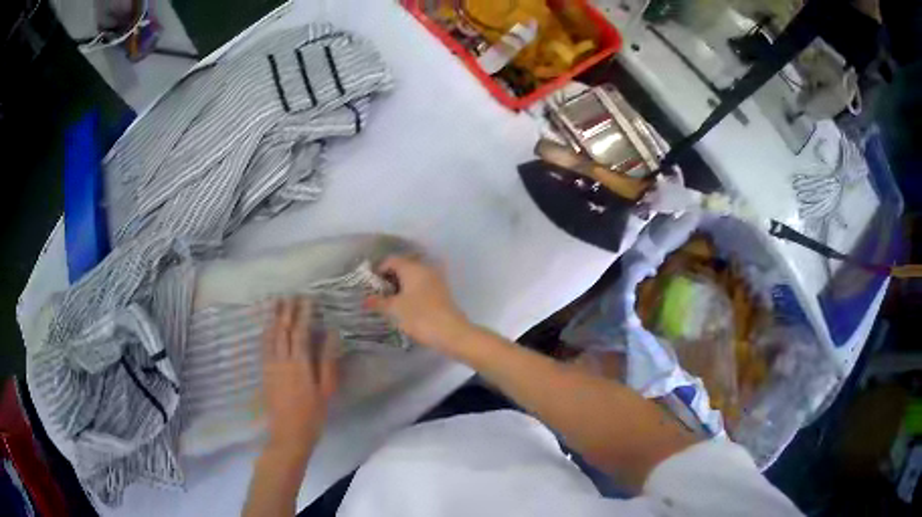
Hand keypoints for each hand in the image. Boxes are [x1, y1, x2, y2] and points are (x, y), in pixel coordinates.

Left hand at [261, 298, 337, 455]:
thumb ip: (327, 361)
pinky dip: (265, 332)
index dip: (304, 314)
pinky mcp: (264, 373)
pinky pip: (263, 346)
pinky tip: (266, 326)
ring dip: (273, 317)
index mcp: (300, 364)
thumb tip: (332, 334)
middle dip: (287, 311)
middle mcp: (282, 360)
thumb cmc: (313, 415)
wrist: (289, 434)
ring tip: (276, 302)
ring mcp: (271, 366)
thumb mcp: (326, 390)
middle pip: (283, 330)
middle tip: (290, 294)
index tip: (308, 298)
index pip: (301, 332)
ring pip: (271, 336)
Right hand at [365, 255, 474, 355]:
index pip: (391, 260)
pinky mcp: (441, 293)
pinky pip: (421, 286)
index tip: (369, 285)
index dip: (378, 270)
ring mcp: (436, 280)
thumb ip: (378, 302)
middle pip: (403, 267)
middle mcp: (425, 269)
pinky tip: (405, 307)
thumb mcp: (394, 309)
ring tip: (389, 302)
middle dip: (389, 278)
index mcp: (412, 268)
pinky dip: (411, 293)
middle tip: (377, 294)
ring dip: (400, 287)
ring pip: (413, 278)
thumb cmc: (419, 316)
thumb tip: (365, 299)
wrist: (451, 332)